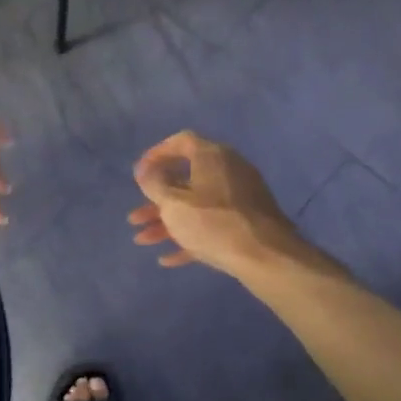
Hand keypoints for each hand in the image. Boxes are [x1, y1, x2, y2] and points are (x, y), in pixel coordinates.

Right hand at [129, 131, 302, 276]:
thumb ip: (154, 184)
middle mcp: (228, 170)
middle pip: (185, 181)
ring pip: (196, 206)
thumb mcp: (173, 203)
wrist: (265, 256)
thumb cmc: (213, 223)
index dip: (156, 154)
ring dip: (168, 223)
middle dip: (156, 201)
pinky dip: (189, 237)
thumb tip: (146, 170)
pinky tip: (168, 259)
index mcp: (212, 156)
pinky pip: (211, 225)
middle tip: (136, 217)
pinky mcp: (246, 222)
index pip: (181, 142)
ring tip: (142, 241)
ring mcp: (240, 198)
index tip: (139, 174)